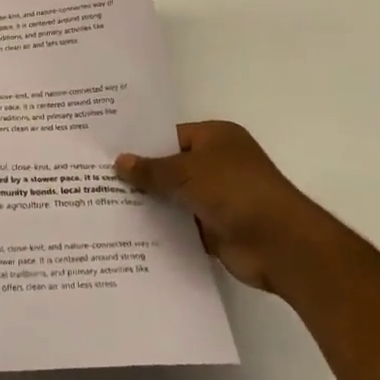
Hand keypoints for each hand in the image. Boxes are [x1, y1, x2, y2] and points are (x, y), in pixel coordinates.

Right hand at [115, 121, 326, 291]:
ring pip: (175, 197)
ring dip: (151, 203)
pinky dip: (163, 228)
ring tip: (105, 203)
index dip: (141, 142)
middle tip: (97, 176)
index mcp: (217, 138)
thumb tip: (119, 161)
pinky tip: (130, 230)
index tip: (108, 149)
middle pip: (171, 166)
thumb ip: (152, 169)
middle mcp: (218, 164)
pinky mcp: (216, 229)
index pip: (170, 134)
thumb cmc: (236, 191)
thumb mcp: (187, 171)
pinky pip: (182, 225)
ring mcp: (219, 198)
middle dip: (142, 174)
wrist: (281, 245)